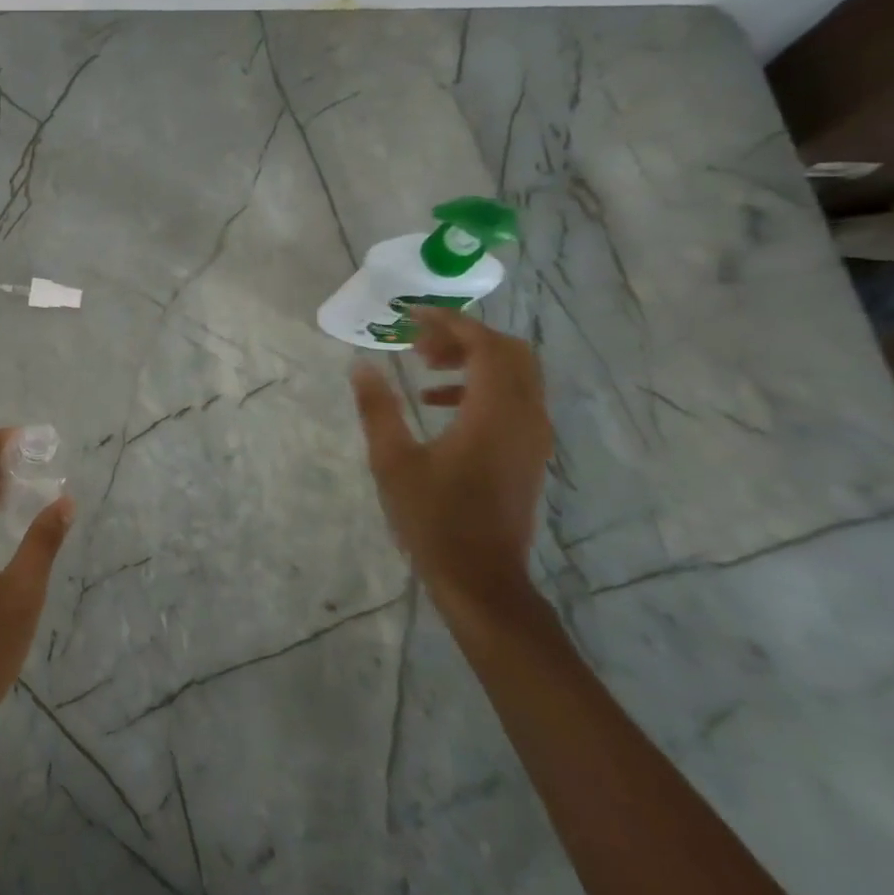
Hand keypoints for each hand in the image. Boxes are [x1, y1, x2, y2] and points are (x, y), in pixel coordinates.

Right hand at [350, 308, 551, 620]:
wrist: (480, 577)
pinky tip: (439, 403)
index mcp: (494, 415)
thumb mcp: (392, 461)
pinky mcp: (528, 452)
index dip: (451, 323)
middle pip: (510, 352)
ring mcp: (533, 436)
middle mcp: (525, 417)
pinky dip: (481, 385)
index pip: (486, 346)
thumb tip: (360, 365)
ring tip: (425, 368)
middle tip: (420, 343)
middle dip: (465, 337)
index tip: (411, 317)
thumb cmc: (432, 518)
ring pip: (516, 374)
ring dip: (474, 360)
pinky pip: (514, 398)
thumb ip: (378, 408)